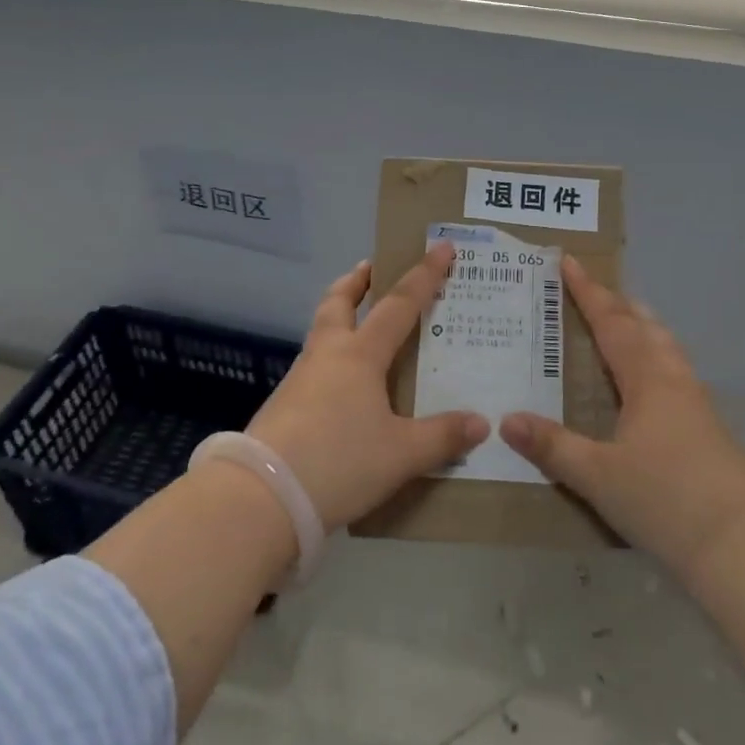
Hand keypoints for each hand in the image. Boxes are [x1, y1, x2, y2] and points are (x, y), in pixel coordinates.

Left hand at [246, 244, 489, 530]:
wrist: (262, 497)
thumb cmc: (339, 461)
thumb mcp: (401, 454)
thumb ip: (442, 437)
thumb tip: (482, 422)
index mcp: (360, 355)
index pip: (399, 304)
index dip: (423, 275)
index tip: (440, 247)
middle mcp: (328, 355)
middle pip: (339, 302)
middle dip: (357, 281)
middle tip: (370, 268)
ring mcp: (300, 379)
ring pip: (321, 332)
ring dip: (340, 316)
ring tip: (359, 325)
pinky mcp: (283, 406)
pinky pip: (313, 366)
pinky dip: (331, 357)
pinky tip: (341, 384)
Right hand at [501, 256, 744, 579]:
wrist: (743, 546)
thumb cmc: (665, 501)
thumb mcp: (597, 476)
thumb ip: (552, 447)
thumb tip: (506, 419)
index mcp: (647, 379)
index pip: (611, 323)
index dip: (588, 292)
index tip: (569, 262)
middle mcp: (673, 379)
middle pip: (643, 326)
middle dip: (615, 303)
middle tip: (591, 289)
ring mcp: (697, 402)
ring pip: (665, 346)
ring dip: (640, 325)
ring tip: (623, 320)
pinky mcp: (709, 426)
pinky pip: (674, 370)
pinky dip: (654, 354)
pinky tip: (650, 379)